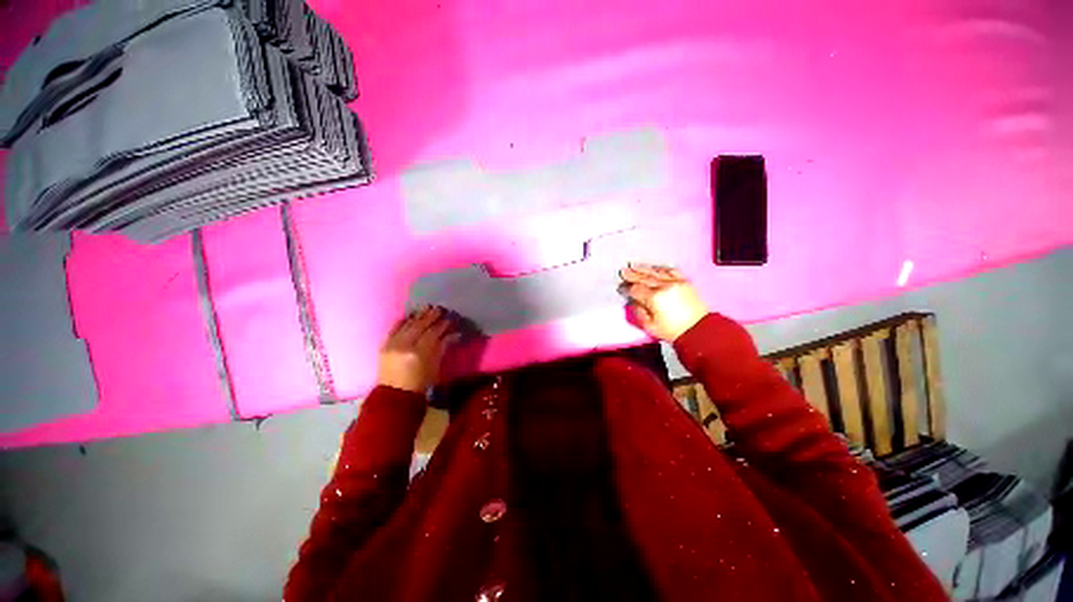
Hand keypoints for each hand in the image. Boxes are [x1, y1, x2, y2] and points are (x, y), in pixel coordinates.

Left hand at [378, 306, 459, 392]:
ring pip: (407, 324)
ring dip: (418, 315)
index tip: (450, 319)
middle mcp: (405, 345)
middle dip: (431, 316)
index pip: (433, 332)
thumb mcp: (436, 366)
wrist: (395, 395)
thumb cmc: (421, 383)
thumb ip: (443, 347)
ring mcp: (393, 344)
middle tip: (440, 309)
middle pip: (420, 325)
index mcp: (420, 352)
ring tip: (427, 308)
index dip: (443, 324)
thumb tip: (454, 334)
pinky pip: (394, 328)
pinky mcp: (384, 344)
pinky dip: (403, 320)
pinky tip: (410, 315)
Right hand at [619, 263, 707, 340]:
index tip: (621, 287)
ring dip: (644, 268)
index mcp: (654, 298)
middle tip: (623, 271)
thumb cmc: (673, 331)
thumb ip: (639, 312)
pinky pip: (670, 271)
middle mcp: (664, 287)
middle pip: (644, 278)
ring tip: (634, 265)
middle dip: (632, 275)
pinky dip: (660, 269)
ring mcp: (675, 282)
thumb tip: (633, 302)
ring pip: (656, 272)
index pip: (636, 289)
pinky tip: (654, 267)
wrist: (698, 329)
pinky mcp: (685, 282)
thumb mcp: (650, 326)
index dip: (627, 288)